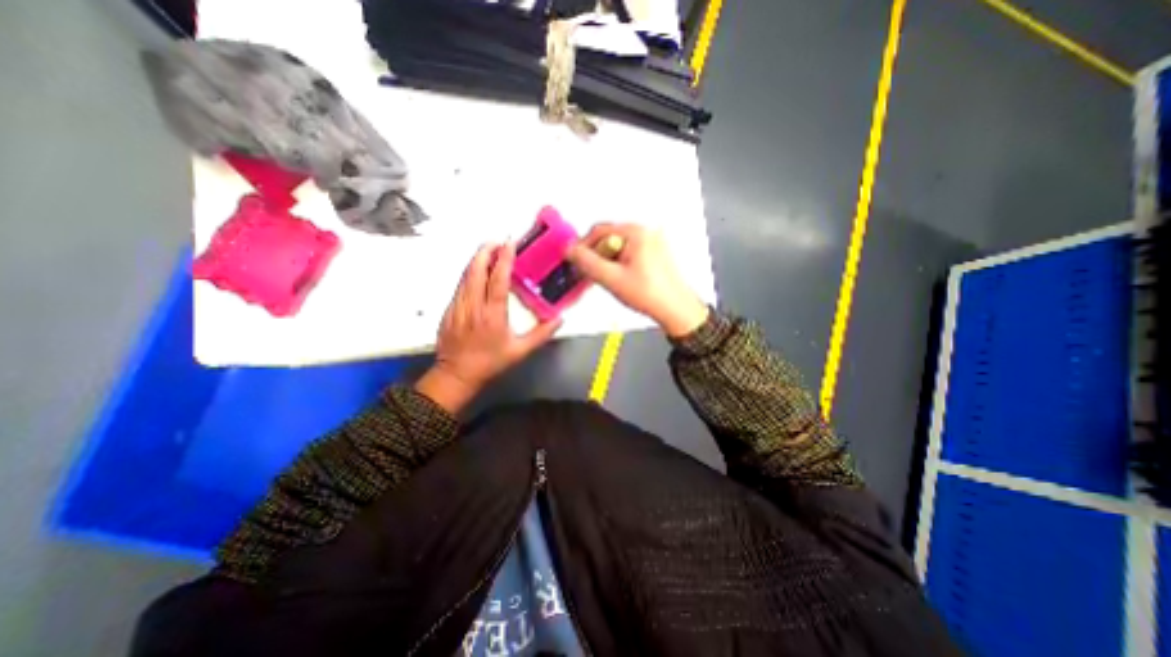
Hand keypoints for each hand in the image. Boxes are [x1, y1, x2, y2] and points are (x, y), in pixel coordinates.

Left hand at [417, 244, 561, 413]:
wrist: (456, 375)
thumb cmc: (490, 363)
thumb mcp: (520, 351)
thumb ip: (541, 334)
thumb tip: (559, 319)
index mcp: (492, 314)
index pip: (497, 279)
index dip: (504, 259)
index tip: (509, 243)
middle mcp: (473, 305)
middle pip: (476, 269)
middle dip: (486, 251)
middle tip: (498, 241)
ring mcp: (458, 306)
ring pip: (465, 274)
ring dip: (477, 259)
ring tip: (489, 250)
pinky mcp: (449, 309)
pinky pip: (460, 284)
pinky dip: (469, 272)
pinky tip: (477, 271)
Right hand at [566, 225, 704, 338]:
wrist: (677, 310)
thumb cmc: (652, 295)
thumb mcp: (612, 279)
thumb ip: (587, 262)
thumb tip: (571, 250)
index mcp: (637, 233)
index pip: (599, 230)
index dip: (583, 246)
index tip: (575, 260)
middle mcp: (646, 233)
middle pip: (609, 238)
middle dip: (597, 255)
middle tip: (592, 274)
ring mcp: (652, 243)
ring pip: (618, 247)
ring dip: (607, 261)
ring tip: (609, 280)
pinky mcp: (654, 254)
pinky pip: (629, 253)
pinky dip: (619, 264)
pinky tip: (620, 280)